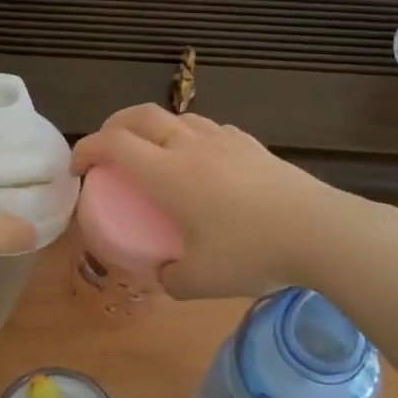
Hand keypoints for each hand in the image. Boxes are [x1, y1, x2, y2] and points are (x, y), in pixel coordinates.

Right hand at [69, 104, 397, 298]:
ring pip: (175, 118)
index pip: (113, 144)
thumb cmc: (252, 253)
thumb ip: (171, 277)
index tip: (77, 168)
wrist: (320, 231)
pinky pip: (208, 129)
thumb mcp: (200, 282)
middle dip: (112, 126)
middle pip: (139, 116)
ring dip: (152, 128)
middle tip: (106, 150)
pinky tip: (200, 160)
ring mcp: (223, 140)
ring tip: (152, 153)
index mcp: (168, 173)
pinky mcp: (251, 144)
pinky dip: (188, 136)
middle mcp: (189, 146)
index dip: (87, 149)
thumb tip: (162, 272)